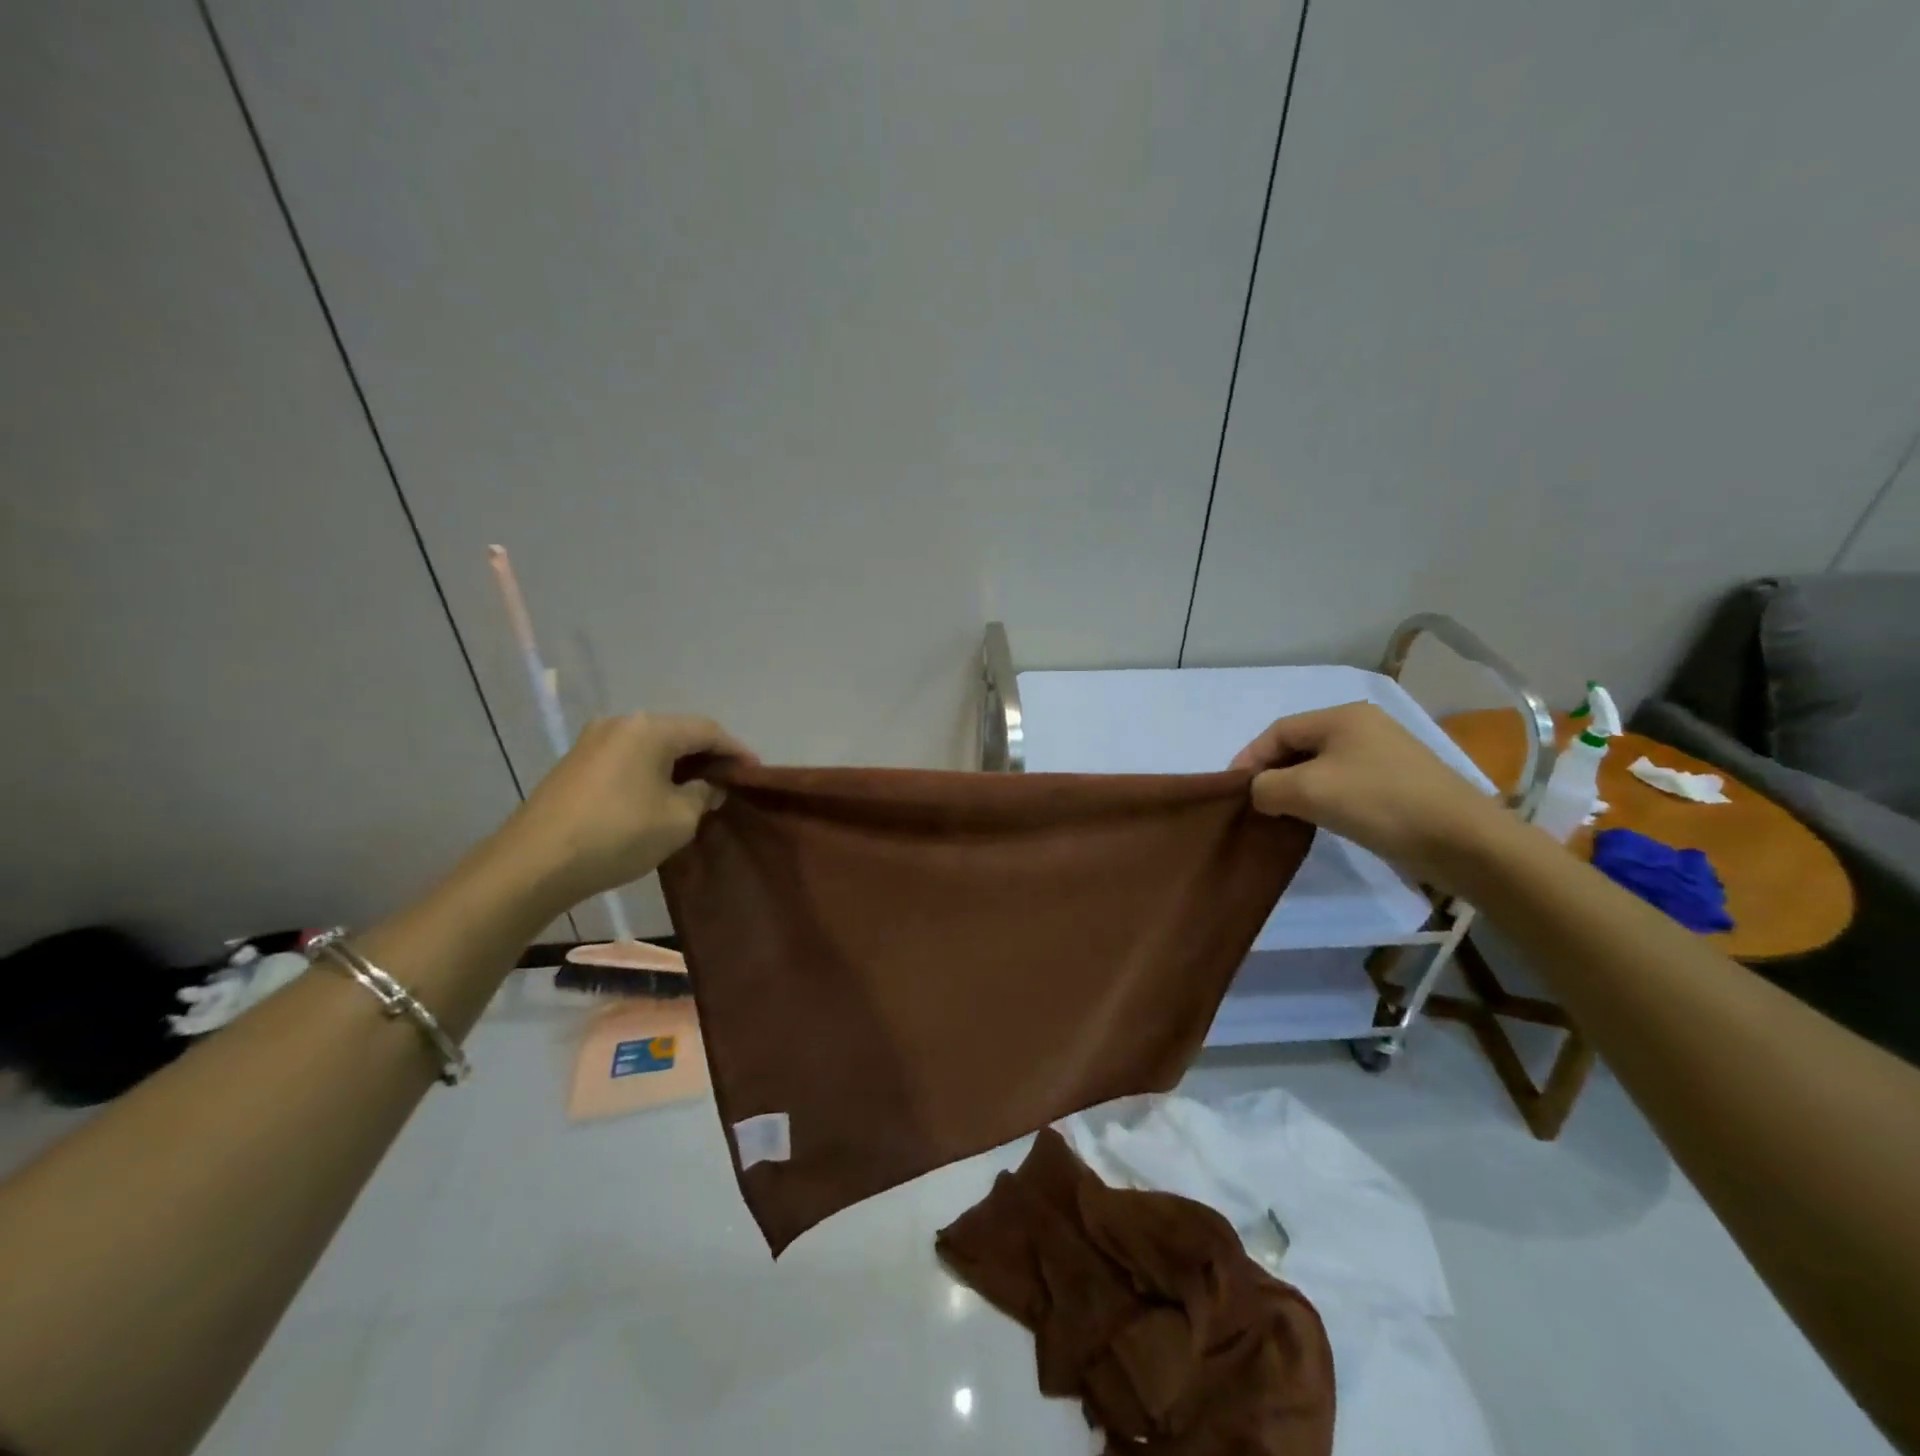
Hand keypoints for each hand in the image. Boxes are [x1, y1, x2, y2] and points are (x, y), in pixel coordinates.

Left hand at [496, 712, 752, 909]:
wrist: (534, 864)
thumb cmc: (618, 834)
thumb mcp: (678, 819)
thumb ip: (702, 795)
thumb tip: (707, 786)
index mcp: (650, 729)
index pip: (707, 730)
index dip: (735, 750)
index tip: (754, 772)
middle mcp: (621, 723)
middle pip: (677, 733)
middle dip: (707, 757)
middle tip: (728, 783)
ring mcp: (593, 742)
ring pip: (651, 747)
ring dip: (678, 766)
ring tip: (697, 792)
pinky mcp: (575, 764)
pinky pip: (628, 759)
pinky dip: (652, 772)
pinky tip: (659, 797)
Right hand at [1230, 702, 1512, 888]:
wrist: (1461, 841)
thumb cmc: (1378, 803)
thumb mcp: (1307, 791)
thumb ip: (1266, 786)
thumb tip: (1260, 793)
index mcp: (1342, 716)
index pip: (1278, 731)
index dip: (1250, 758)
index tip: (1234, 790)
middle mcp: (1364, 726)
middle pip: (1300, 746)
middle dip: (1272, 773)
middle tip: (1255, 804)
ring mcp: (1385, 754)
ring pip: (1322, 766)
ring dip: (1297, 788)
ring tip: (1282, 815)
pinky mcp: (1399, 782)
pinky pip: (1345, 782)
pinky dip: (1324, 798)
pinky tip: (1320, 820)